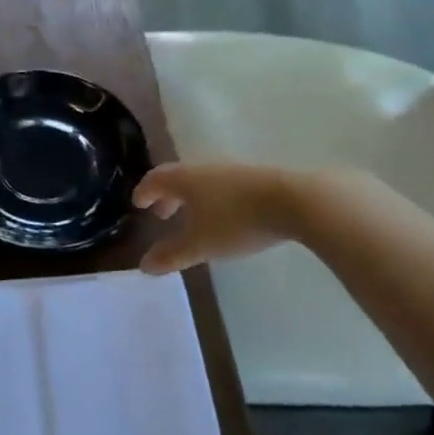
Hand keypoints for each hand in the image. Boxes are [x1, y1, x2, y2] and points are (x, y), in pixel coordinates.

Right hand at [133, 161, 296, 274]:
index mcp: (185, 179)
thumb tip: (144, 266)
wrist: (295, 201)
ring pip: (202, 182)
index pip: (156, 179)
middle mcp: (205, 169)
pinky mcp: (256, 179)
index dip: (144, 191)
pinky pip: (223, 186)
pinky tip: (225, 218)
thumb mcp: (200, 244)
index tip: (138, 204)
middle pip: (178, 178)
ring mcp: (232, 171)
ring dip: (191, 199)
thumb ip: (172, 255)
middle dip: (167, 196)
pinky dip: (213, 199)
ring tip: (193, 219)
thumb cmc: (236, 220)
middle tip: (162, 214)